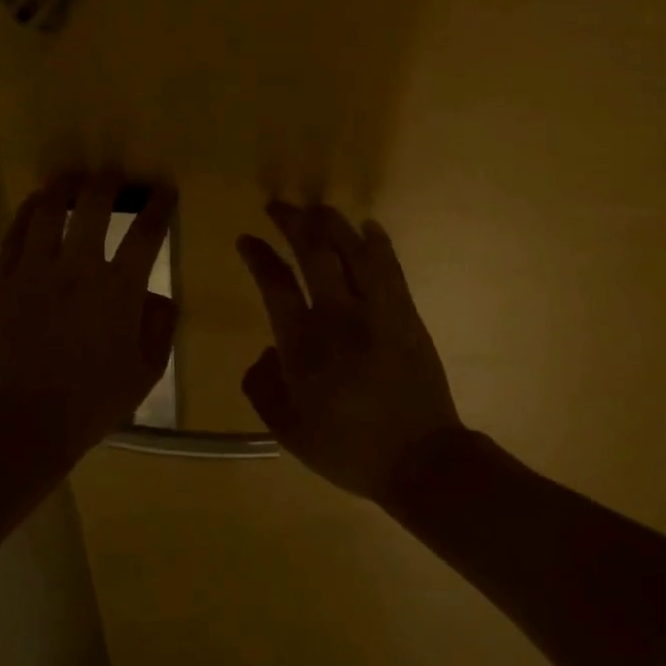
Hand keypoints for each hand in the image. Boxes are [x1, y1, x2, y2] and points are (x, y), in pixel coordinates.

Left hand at [0, 172, 177, 456]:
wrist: (23, 421)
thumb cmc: (93, 401)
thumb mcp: (147, 371)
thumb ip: (160, 327)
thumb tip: (158, 297)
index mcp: (119, 289)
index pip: (146, 232)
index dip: (159, 206)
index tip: (164, 190)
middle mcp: (78, 268)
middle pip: (94, 206)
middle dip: (109, 183)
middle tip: (114, 175)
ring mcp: (34, 271)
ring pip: (49, 211)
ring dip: (64, 187)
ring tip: (72, 179)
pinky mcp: (2, 281)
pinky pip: (15, 235)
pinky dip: (28, 212)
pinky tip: (36, 204)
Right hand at [236, 202, 462, 501]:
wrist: (419, 458)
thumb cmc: (349, 449)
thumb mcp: (289, 432)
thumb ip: (263, 389)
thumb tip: (263, 353)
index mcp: (303, 346)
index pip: (275, 285)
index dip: (259, 256)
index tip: (247, 239)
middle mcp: (337, 317)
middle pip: (314, 253)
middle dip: (293, 222)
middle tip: (279, 207)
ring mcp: (376, 311)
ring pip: (352, 251)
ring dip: (333, 223)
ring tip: (318, 208)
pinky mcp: (406, 314)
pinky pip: (390, 267)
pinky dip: (378, 242)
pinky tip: (369, 226)